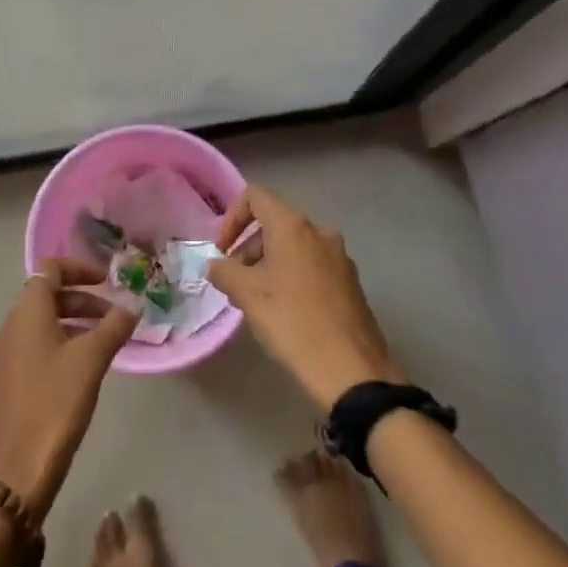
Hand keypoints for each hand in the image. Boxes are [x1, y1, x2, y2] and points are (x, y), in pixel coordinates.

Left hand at [0, 260, 137, 517]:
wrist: (14, 471)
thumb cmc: (54, 404)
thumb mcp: (91, 360)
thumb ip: (114, 327)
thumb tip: (132, 305)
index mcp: (26, 313)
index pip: (50, 270)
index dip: (80, 269)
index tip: (108, 282)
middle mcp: (9, 327)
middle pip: (46, 296)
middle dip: (82, 300)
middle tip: (115, 317)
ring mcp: (2, 356)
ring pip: (41, 324)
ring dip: (73, 323)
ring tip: (105, 343)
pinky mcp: (3, 383)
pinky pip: (34, 348)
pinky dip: (59, 345)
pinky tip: (81, 371)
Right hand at [209, 185, 406, 412]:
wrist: (351, 369)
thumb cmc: (292, 321)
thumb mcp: (247, 295)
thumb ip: (224, 272)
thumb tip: (216, 265)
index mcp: (293, 226)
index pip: (255, 197)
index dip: (231, 218)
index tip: (222, 252)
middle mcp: (319, 232)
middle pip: (275, 223)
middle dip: (248, 248)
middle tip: (235, 283)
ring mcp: (339, 257)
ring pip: (294, 247)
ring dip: (268, 265)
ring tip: (257, 302)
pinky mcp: (350, 282)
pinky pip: (312, 266)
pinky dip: (291, 277)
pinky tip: (285, 312)